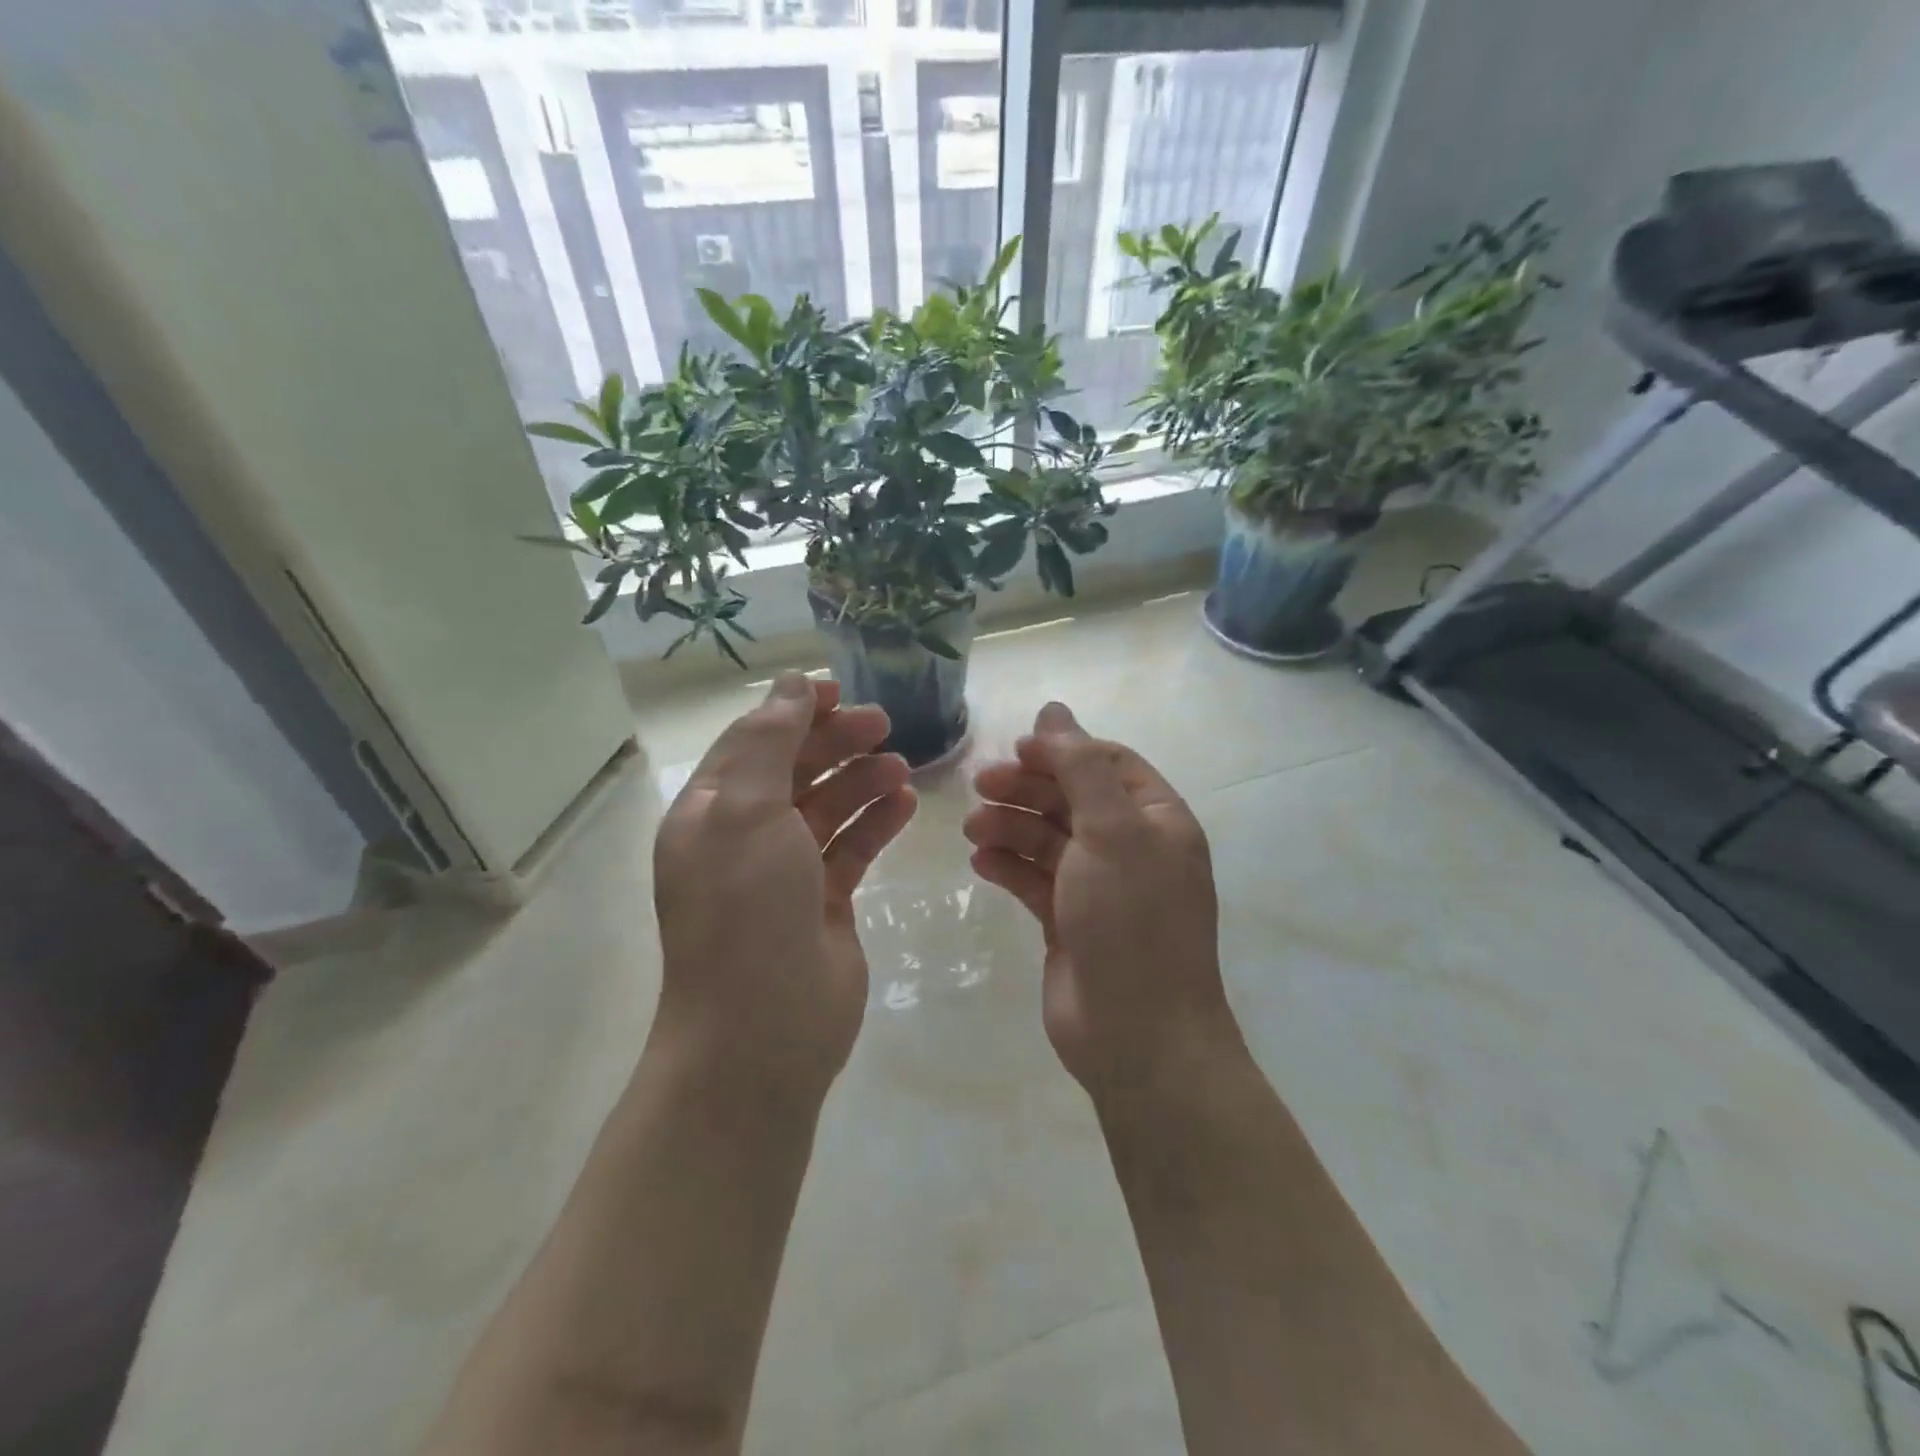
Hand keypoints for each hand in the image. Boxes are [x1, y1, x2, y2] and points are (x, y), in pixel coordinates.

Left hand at [652, 673, 916, 1093]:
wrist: (762, 1031)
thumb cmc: (746, 911)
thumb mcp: (746, 812)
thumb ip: (769, 743)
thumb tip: (790, 686)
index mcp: (710, 813)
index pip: (751, 742)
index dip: (792, 711)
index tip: (840, 691)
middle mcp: (743, 838)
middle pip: (793, 770)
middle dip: (835, 742)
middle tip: (884, 723)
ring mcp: (784, 873)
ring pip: (827, 808)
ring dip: (861, 780)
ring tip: (902, 765)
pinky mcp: (823, 903)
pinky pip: (852, 848)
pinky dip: (876, 822)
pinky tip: (906, 803)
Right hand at [965, 703, 1236, 1095]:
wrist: (1137, 1035)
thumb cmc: (1131, 920)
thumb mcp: (1111, 831)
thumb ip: (1080, 766)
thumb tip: (1055, 708)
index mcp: (1156, 819)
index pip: (1107, 763)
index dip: (1062, 750)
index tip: (1016, 749)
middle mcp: (1130, 847)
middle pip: (1072, 798)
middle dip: (1027, 788)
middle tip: (980, 786)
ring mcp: (1097, 886)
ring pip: (1047, 838)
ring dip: (1010, 826)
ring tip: (974, 830)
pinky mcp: (1067, 921)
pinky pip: (1034, 879)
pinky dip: (1008, 866)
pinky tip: (981, 863)